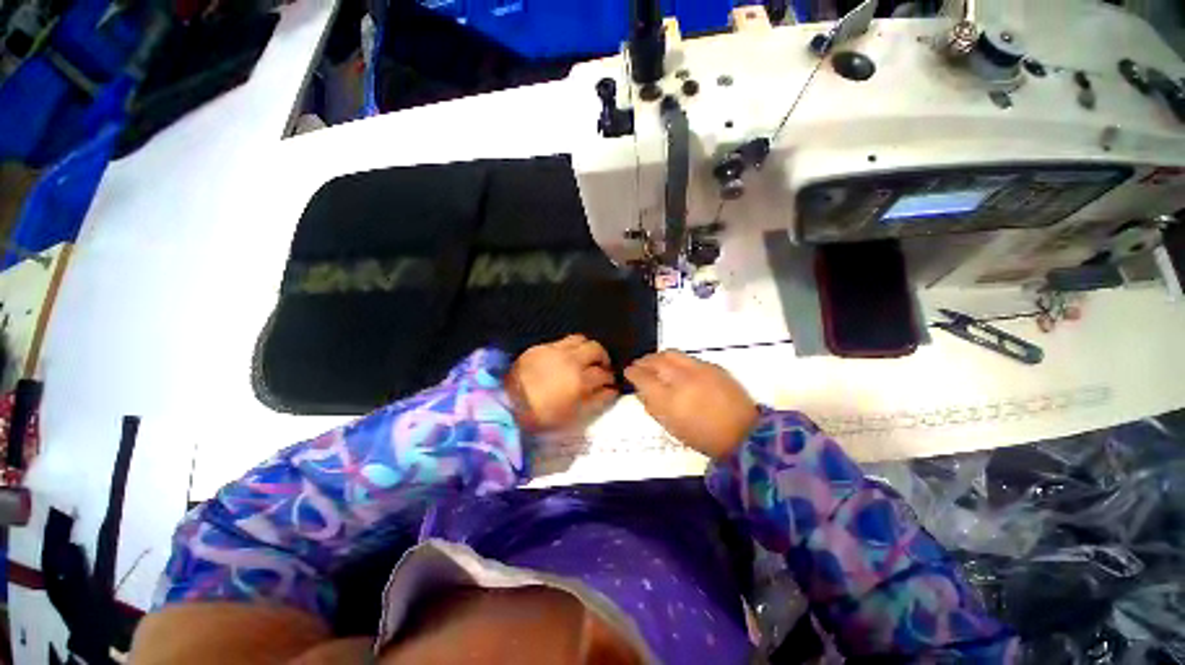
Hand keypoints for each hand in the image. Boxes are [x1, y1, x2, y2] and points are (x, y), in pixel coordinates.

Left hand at [507, 335, 618, 432]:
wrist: (506, 404)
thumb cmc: (541, 416)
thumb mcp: (572, 416)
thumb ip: (595, 402)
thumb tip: (611, 392)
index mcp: (580, 381)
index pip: (604, 375)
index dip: (611, 381)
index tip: (612, 385)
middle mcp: (571, 360)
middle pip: (597, 350)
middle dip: (604, 359)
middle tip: (603, 369)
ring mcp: (556, 350)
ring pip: (582, 340)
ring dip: (589, 348)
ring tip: (588, 358)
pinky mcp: (542, 347)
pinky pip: (564, 340)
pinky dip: (573, 346)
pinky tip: (570, 355)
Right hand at [625, 351, 757, 458]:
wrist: (743, 433)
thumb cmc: (702, 436)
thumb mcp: (670, 427)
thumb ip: (652, 406)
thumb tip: (641, 390)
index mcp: (669, 399)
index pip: (642, 377)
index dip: (632, 372)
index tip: (628, 372)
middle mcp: (682, 379)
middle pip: (656, 360)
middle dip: (644, 361)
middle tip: (639, 365)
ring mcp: (699, 369)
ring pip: (671, 353)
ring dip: (658, 357)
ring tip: (655, 362)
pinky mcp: (712, 366)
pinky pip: (688, 357)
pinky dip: (676, 360)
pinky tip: (676, 368)